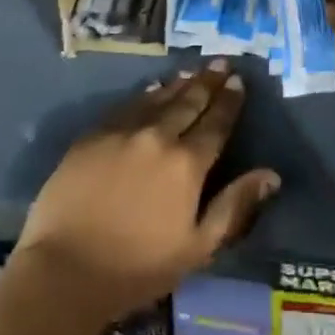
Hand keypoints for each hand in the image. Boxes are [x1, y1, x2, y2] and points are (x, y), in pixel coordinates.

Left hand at [16, 62, 279, 325]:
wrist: (63, 271)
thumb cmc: (137, 268)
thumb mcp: (197, 247)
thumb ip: (235, 206)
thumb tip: (271, 174)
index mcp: (187, 164)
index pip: (216, 124)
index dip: (229, 102)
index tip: (238, 82)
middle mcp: (158, 136)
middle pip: (189, 103)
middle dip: (208, 82)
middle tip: (221, 63)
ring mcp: (122, 132)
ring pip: (158, 98)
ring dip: (179, 84)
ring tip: (193, 71)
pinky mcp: (93, 136)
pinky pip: (127, 106)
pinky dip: (145, 95)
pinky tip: (152, 89)